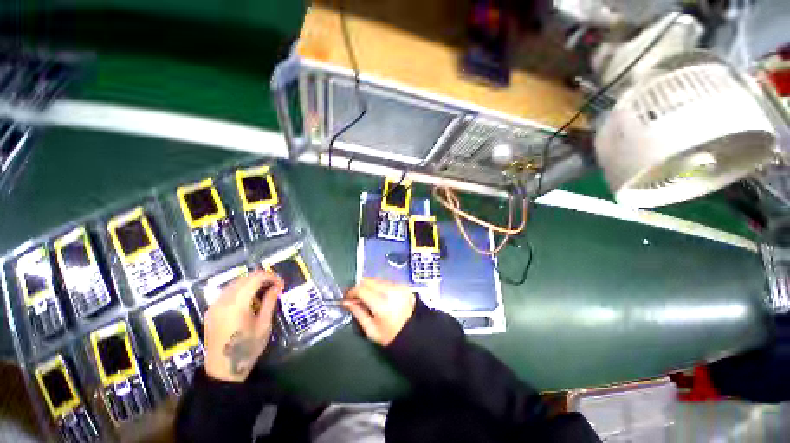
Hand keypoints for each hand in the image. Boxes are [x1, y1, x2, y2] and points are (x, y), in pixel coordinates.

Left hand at [204, 270, 283, 382]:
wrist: (223, 370)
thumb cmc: (247, 348)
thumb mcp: (264, 325)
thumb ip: (269, 302)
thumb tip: (277, 286)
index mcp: (237, 304)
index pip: (255, 279)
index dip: (270, 277)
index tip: (281, 283)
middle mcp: (223, 301)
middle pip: (244, 278)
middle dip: (261, 278)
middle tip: (275, 285)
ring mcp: (214, 305)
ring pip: (234, 283)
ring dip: (251, 282)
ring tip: (264, 290)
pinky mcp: (211, 310)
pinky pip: (227, 291)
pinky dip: (240, 288)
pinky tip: (249, 297)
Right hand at [344, 278, 415, 345]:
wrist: (417, 333)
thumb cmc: (392, 336)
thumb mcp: (372, 331)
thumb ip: (358, 313)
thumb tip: (346, 302)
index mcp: (382, 304)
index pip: (361, 289)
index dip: (351, 292)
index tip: (347, 298)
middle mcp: (390, 291)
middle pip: (368, 280)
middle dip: (359, 287)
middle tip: (355, 297)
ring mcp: (398, 286)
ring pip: (377, 279)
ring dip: (369, 286)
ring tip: (367, 297)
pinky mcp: (403, 285)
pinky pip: (386, 282)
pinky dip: (379, 286)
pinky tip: (379, 296)